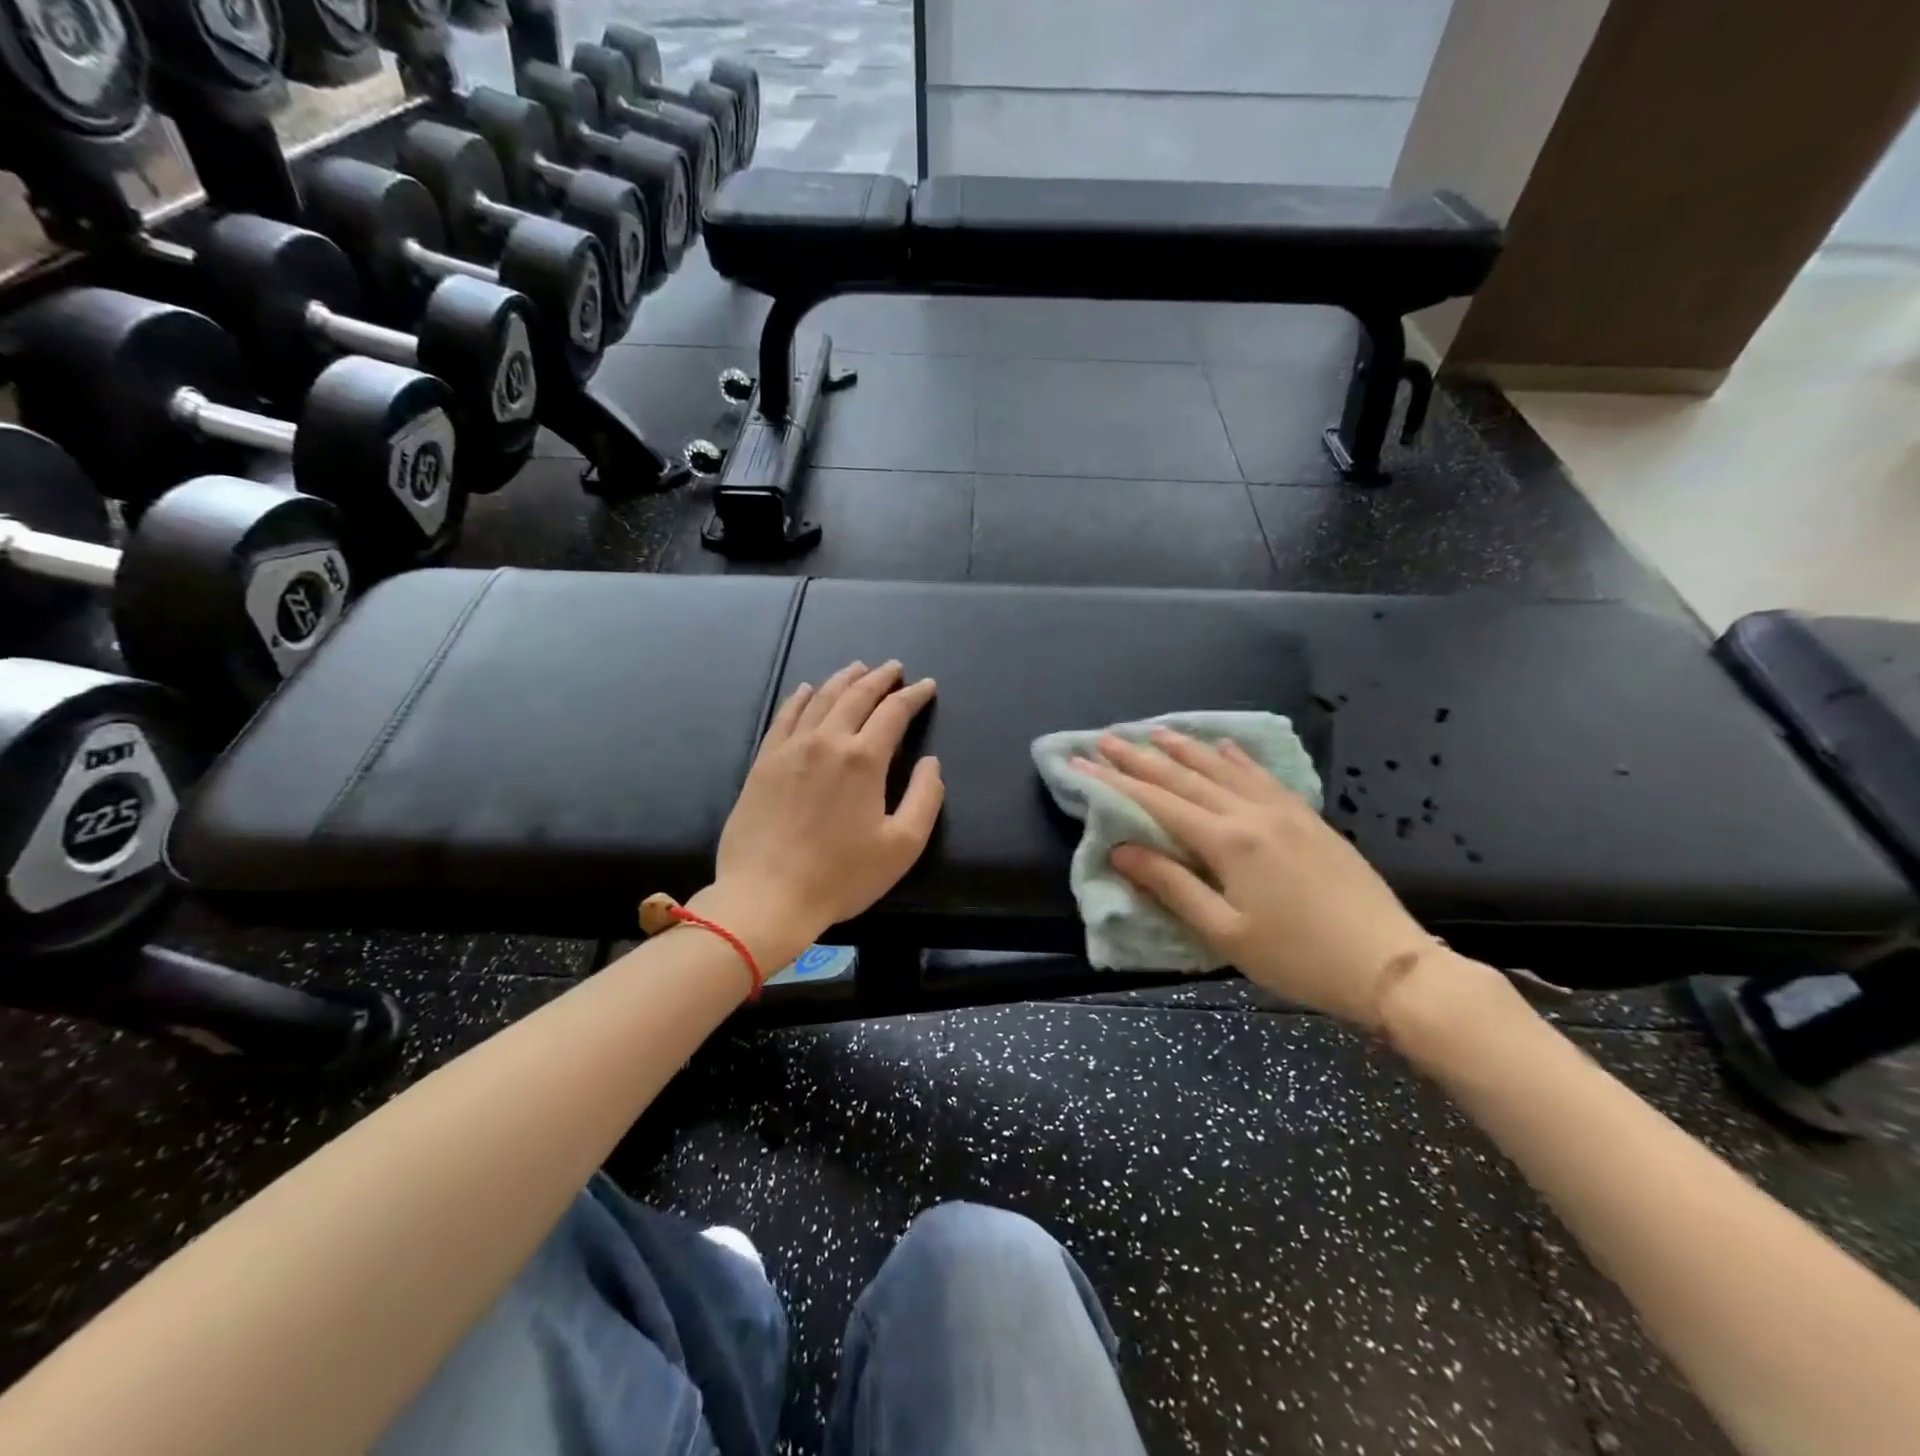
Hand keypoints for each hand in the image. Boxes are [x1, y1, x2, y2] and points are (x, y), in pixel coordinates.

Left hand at [698, 661, 943, 968]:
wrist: (766, 896)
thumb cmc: (841, 876)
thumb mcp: (902, 846)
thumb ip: (926, 798)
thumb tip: (931, 762)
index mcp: (863, 759)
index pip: (894, 712)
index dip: (913, 695)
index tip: (926, 685)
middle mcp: (827, 741)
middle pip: (856, 696)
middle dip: (879, 678)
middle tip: (894, 667)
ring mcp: (790, 749)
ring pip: (820, 699)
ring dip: (843, 680)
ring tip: (858, 668)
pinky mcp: (764, 762)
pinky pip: (784, 716)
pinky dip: (799, 698)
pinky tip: (806, 689)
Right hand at [1072, 728, 1437, 1027]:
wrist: (1390, 965)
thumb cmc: (1298, 958)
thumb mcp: (1225, 933)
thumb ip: (1172, 885)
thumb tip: (1122, 849)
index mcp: (1228, 842)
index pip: (1157, 802)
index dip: (1115, 782)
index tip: (1081, 763)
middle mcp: (1252, 814)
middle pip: (1185, 777)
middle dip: (1141, 757)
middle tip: (1106, 738)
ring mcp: (1284, 811)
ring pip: (1223, 768)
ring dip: (1185, 748)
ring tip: (1154, 731)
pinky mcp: (1308, 818)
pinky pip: (1262, 776)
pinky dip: (1236, 758)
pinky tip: (1224, 746)